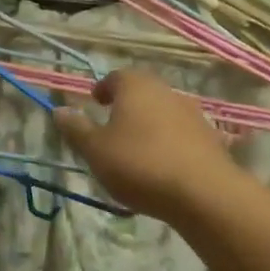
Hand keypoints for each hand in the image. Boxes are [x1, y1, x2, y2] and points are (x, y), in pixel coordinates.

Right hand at [53, 70, 239, 222]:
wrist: (204, 193)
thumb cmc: (140, 164)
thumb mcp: (96, 150)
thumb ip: (76, 129)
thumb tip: (59, 109)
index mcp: (135, 86)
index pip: (115, 77)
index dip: (102, 89)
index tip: (95, 104)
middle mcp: (164, 90)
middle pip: (141, 92)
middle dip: (126, 106)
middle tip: (112, 126)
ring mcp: (191, 112)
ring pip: (163, 112)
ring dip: (149, 124)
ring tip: (137, 150)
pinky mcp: (210, 137)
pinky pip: (182, 133)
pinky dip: (170, 142)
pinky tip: (163, 165)